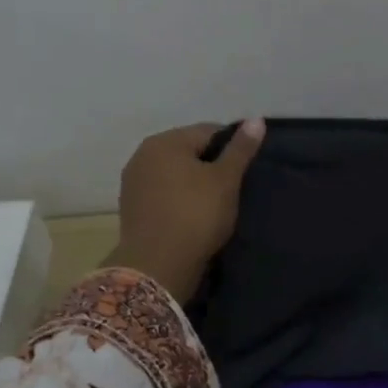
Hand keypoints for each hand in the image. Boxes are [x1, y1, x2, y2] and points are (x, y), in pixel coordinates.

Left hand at [106, 120, 264, 302]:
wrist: (157, 267)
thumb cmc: (196, 215)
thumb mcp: (226, 180)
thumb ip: (240, 149)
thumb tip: (256, 119)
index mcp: (165, 141)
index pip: (209, 132)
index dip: (232, 147)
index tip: (246, 169)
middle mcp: (143, 154)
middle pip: (188, 151)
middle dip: (211, 164)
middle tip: (233, 187)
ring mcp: (133, 181)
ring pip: (174, 173)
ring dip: (194, 182)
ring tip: (215, 203)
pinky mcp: (131, 207)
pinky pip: (163, 192)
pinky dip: (178, 198)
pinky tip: (193, 215)